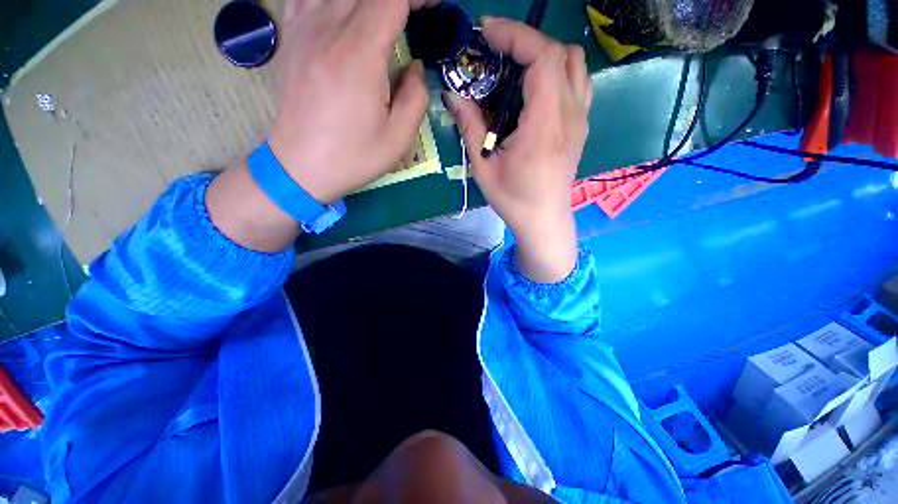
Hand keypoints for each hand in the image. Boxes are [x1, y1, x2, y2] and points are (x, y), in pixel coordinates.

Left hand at [268, 0, 435, 203]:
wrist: (301, 166)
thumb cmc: (353, 157)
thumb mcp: (398, 139)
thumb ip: (416, 97)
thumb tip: (415, 67)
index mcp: (359, 55)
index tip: (432, 9)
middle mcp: (327, 29)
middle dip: (397, 0)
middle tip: (414, 14)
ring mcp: (304, 28)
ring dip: (366, 2)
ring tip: (382, 20)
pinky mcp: (291, 36)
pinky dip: (332, 0)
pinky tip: (343, 13)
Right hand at [444, 18, 591, 282]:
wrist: (544, 221)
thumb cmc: (513, 199)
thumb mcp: (484, 167)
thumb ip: (470, 127)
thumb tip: (452, 94)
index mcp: (544, 125)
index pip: (543, 58)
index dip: (516, 35)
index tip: (487, 32)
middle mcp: (570, 115)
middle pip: (561, 53)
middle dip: (527, 42)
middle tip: (497, 52)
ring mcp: (580, 120)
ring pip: (575, 65)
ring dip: (546, 56)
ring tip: (516, 70)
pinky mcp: (581, 127)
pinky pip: (577, 84)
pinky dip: (558, 73)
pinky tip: (535, 92)